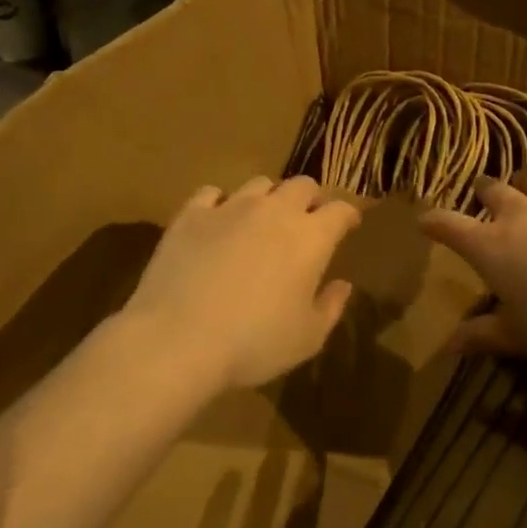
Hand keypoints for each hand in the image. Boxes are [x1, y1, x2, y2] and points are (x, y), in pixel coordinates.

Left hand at [125, 176, 361, 392]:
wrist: (177, 340)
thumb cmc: (254, 344)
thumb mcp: (307, 338)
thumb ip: (331, 306)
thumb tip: (342, 285)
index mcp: (311, 238)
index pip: (340, 210)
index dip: (348, 214)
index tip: (349, 224)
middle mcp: (275, 211)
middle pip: (302, 185)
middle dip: (310, 198)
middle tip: (307, 220)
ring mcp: (230, 208)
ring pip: (259, 183)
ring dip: (269, 198)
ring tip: (262, 219)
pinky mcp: (191, 215)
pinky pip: (211, 193)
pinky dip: (221, 203)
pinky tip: (218, 221)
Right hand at [419, 174, 526, 365]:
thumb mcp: (521, 337)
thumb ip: (483, 336)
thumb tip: (446, 346)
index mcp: (492, 247)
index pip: (451, 227)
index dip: (434, 223)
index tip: (424, 220)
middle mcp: (521, 214)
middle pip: (494, 192)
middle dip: (483, 191)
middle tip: (481, 192)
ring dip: (526, 184)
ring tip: (524, 186)